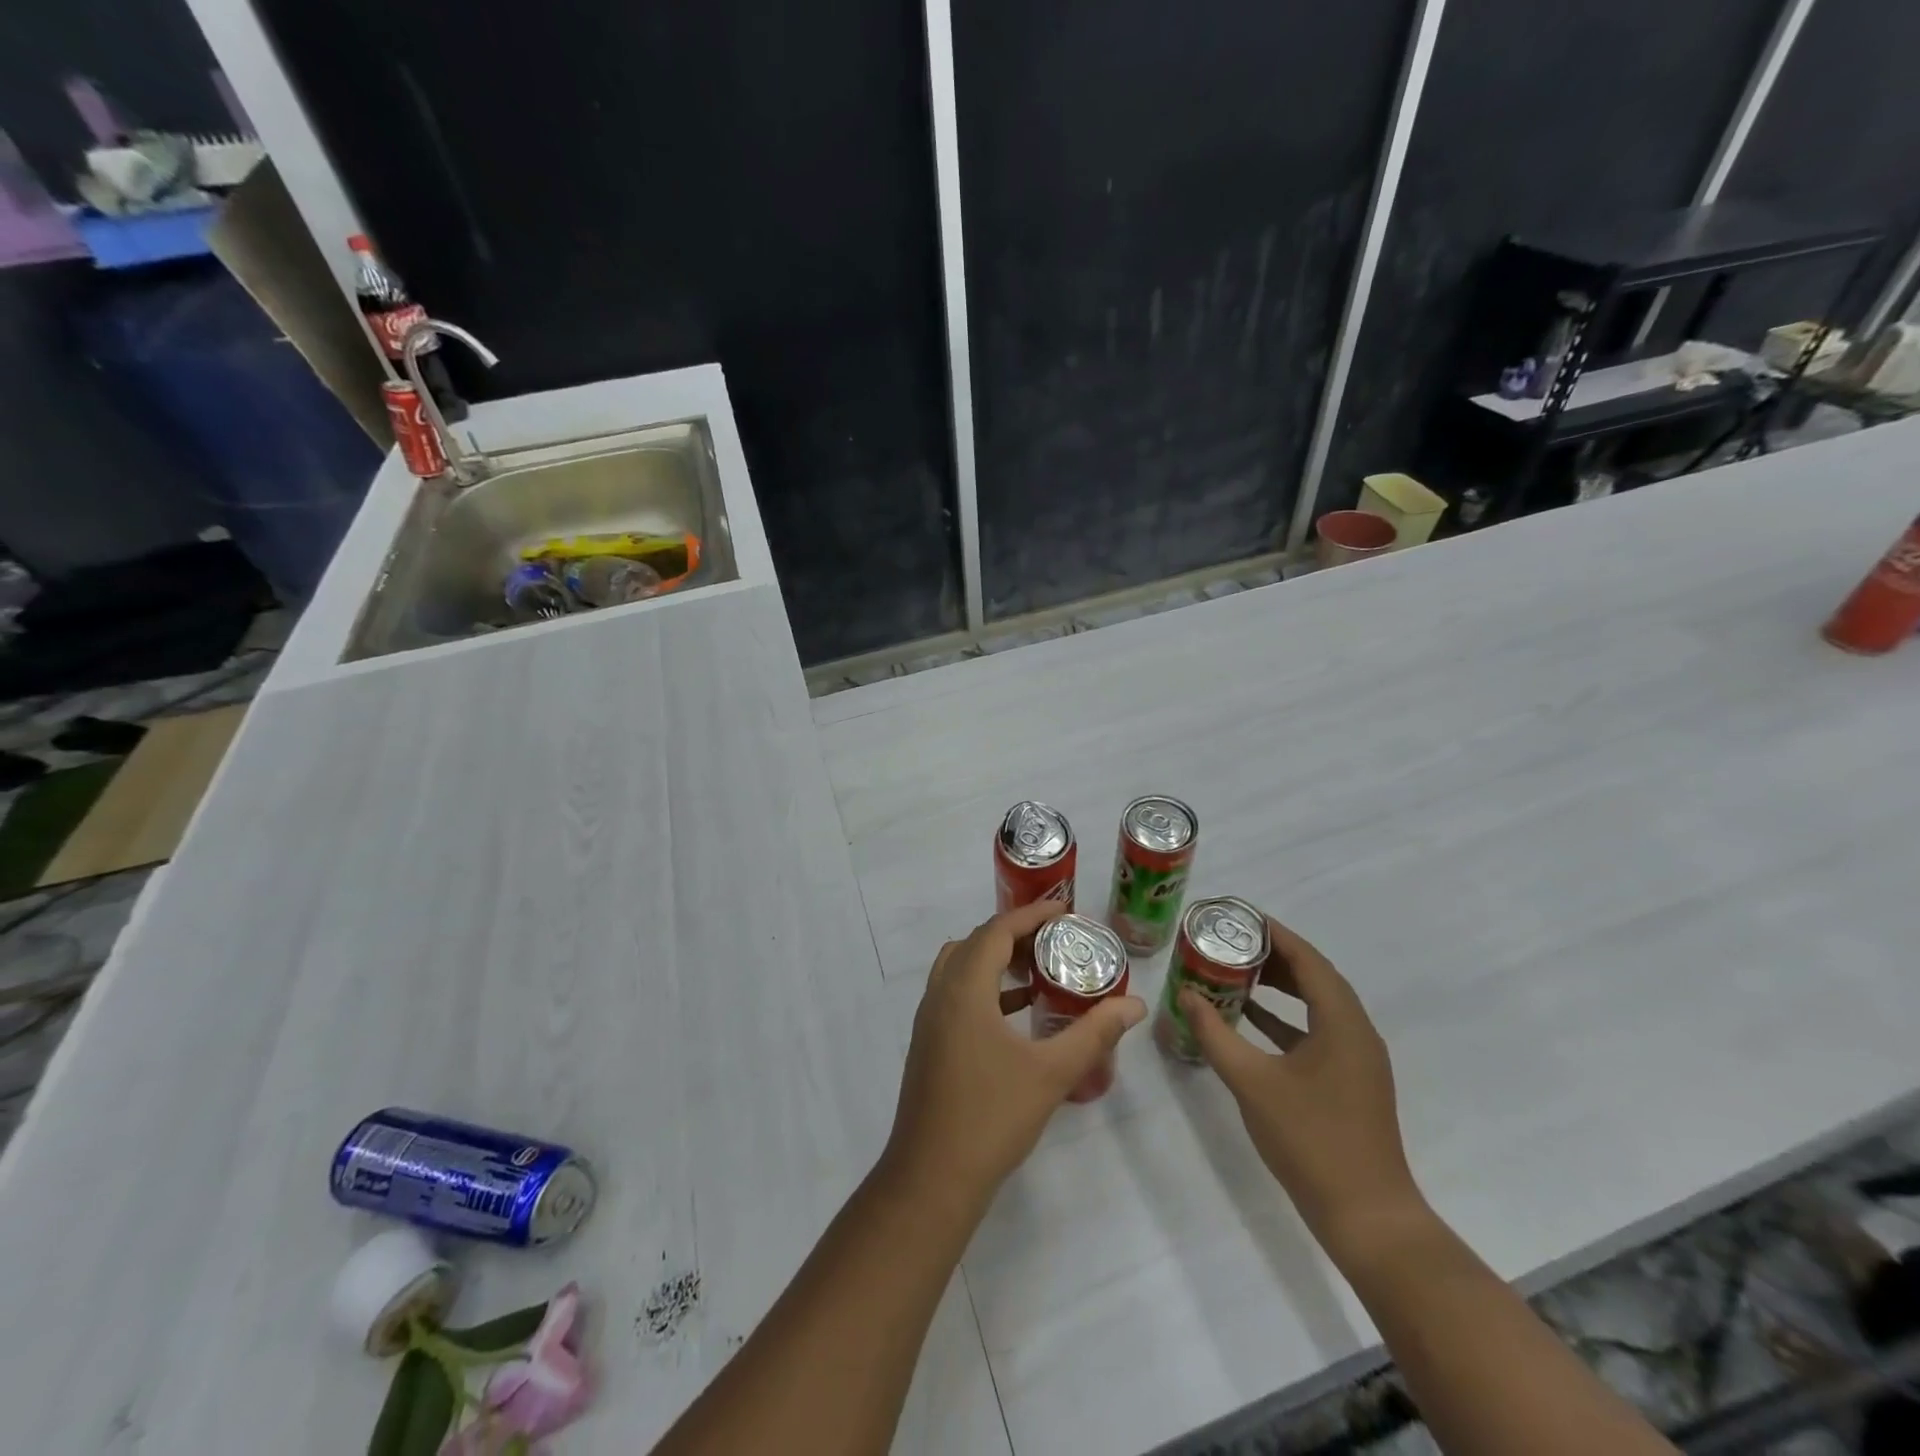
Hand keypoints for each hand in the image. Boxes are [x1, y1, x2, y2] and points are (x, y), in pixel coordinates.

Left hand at [884, 901, 1146, 1208]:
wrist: (932, 1177)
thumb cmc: (992, 1117)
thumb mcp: (1052, 1072)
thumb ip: (1094, 1033)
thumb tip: (1134, 1005)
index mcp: (964, 989)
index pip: (997, 931)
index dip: (1031, 914)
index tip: (1065, 909)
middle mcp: (940, 993)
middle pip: (976, 942)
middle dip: (1014, 933)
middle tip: (1055, 939)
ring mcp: (929, 1019)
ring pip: (961, 966)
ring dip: (995, 959)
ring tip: (1037, 970)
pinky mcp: (928, 1042)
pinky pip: (955, 993)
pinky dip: (984, 987)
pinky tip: (1016, 1013)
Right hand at [1180, 917, 1425, 1257]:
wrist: (1367, 1217)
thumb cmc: (1310, 1140)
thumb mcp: (1252, 1081)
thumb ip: (1215, 1034)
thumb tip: (1185, 994)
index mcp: (1342, 1022)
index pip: (1309, 959)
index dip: (1275, 933)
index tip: (1239, 916)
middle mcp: (1356, 1032)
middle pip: (1315, 977)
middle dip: (1274, 956)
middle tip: (1231, 942)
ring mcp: (1357, 1060)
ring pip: (1317, 1005)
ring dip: (1281, 986)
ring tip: (1237, 973)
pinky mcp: (1350, 1082)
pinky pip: (1317, 1032)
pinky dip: (1286, 1019)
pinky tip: (1252, 1021)